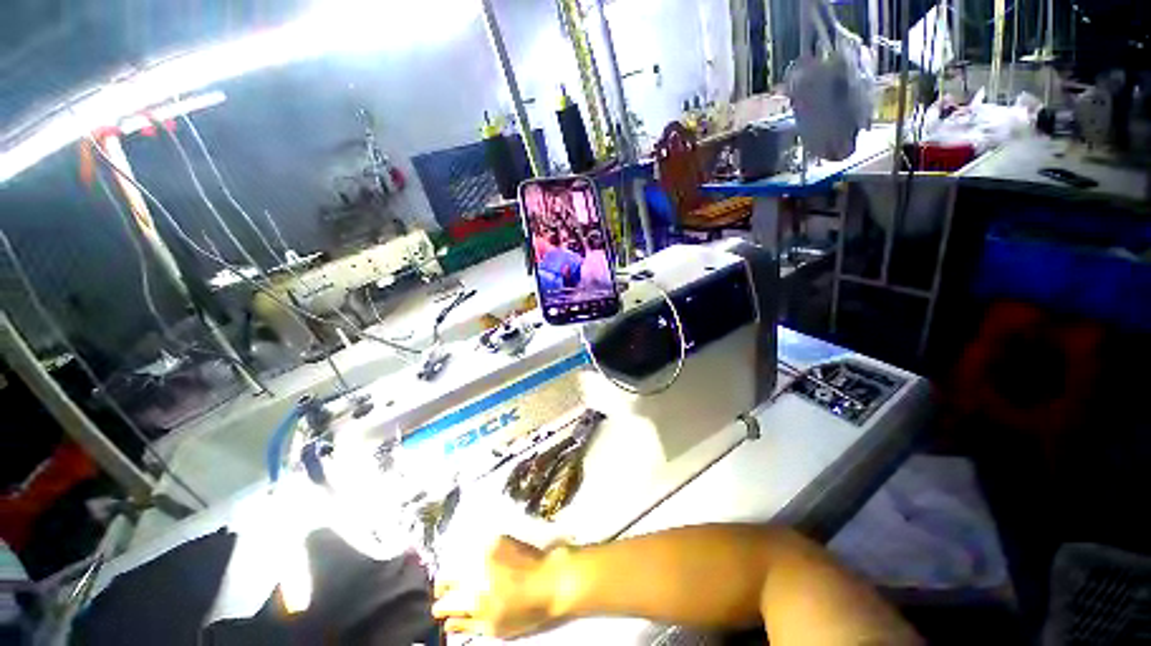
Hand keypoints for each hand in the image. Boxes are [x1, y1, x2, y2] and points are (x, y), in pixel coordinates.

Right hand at [432, 536, 563, 638]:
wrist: (551, 579)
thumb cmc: (526, 609)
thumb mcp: (496, 627)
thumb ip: (468, 625)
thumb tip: (447, 623)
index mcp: (475, 600)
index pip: (445, 603)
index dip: (440, 607)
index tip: (439, 608)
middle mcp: (478, 572)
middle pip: (448, 577)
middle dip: (445, 585)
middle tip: (447, 590)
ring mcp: (487, 552)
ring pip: (460, 560)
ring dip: (459, 569)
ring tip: (466, 577)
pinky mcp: (497, 539)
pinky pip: (477, 548)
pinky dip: (474, 556)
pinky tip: (483, 564)